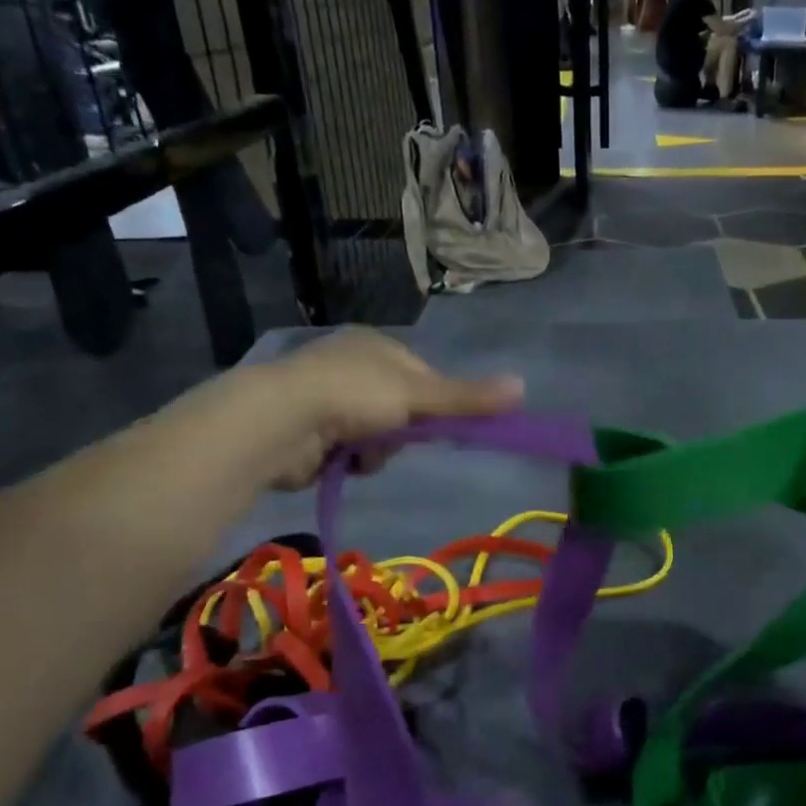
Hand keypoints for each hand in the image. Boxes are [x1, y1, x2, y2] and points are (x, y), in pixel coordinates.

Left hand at [192, 328, 522, 491]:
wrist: (280, 421)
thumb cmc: (354, 394)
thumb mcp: (419, 394)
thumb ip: (468, 397)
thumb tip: (524, 387)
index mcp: (376, 344)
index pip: (424, 376)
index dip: (436, 403)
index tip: (439, 424)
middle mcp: (351, 365)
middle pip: (403, 407)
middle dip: (403, 430)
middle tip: (396, 437)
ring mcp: (327, 397)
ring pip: (379, 433)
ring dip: (379, 449)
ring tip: (362, 452)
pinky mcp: (311, 430)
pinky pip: (352, 450)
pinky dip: (354, 459)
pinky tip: (343, 461)